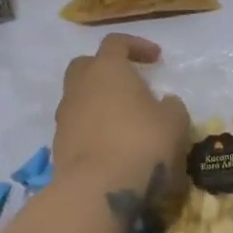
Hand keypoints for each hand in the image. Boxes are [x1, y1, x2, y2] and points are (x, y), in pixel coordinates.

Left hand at [53, 33, 189, 209]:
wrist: (97, 189)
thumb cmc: (142, 144)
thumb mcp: (174, 122)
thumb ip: (171, 106)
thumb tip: (164, 103)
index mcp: (107, 69)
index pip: (116, 43)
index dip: (137, 46)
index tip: (156, 58)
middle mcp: (79, 86)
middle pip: (86, 65)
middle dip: (106, 70)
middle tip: (129, 84)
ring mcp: (65, 116)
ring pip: (79, 98)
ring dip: (98, 102)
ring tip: (123, 121)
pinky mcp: (58, 145)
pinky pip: (77, 126)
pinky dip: (92, 129)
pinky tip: (112, 146)